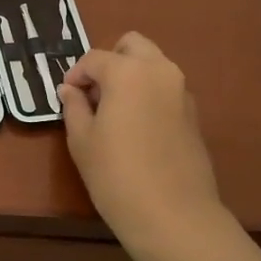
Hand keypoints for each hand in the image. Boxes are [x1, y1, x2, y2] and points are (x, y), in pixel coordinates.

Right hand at [59, 32, 226, 252]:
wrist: (173, 214)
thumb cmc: (116, 175)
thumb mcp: (82, 141)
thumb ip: (74, 107)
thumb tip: (70, 90)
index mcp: (128, 72)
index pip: (95, 58)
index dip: (76, 74)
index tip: (67, 95)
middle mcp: (160, 71)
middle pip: (133, 45)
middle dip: (111, 61)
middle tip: (94, 93)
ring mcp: (182, 91)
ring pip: (153, 65)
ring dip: (132, 76)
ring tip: (114, 112)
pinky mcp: (194, 113)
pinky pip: (166, 89)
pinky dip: (149, 94)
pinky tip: (136, 129)